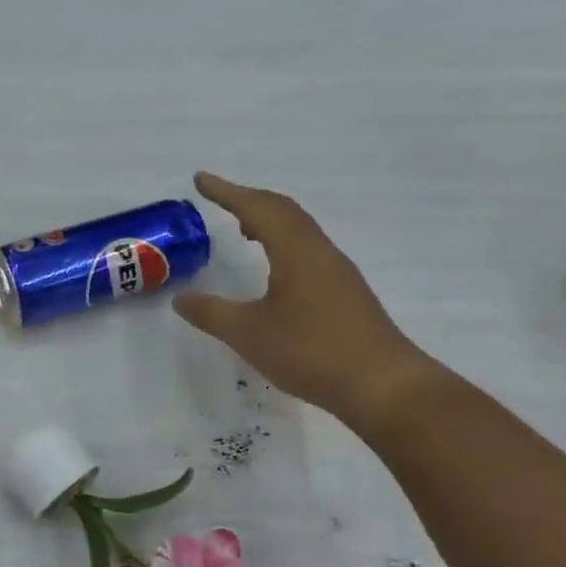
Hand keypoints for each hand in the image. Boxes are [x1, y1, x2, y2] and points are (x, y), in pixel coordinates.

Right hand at [174, 172, 440, 426]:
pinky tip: (275, 271)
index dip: (227, 192)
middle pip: (284, 211)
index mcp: (296, 251)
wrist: (384, 386)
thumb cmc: (312, 352)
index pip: (258, 208)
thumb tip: (181, 298)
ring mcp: (337, 272)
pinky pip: (308, 251)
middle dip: (249, 200)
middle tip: (219, 200)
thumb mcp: (249, 334)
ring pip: (300, 230)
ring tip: (244, 231)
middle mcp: (320, 252)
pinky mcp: (346, 294)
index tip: (200, 180)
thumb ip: (212, 313)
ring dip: (270, 221)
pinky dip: (284, 244)